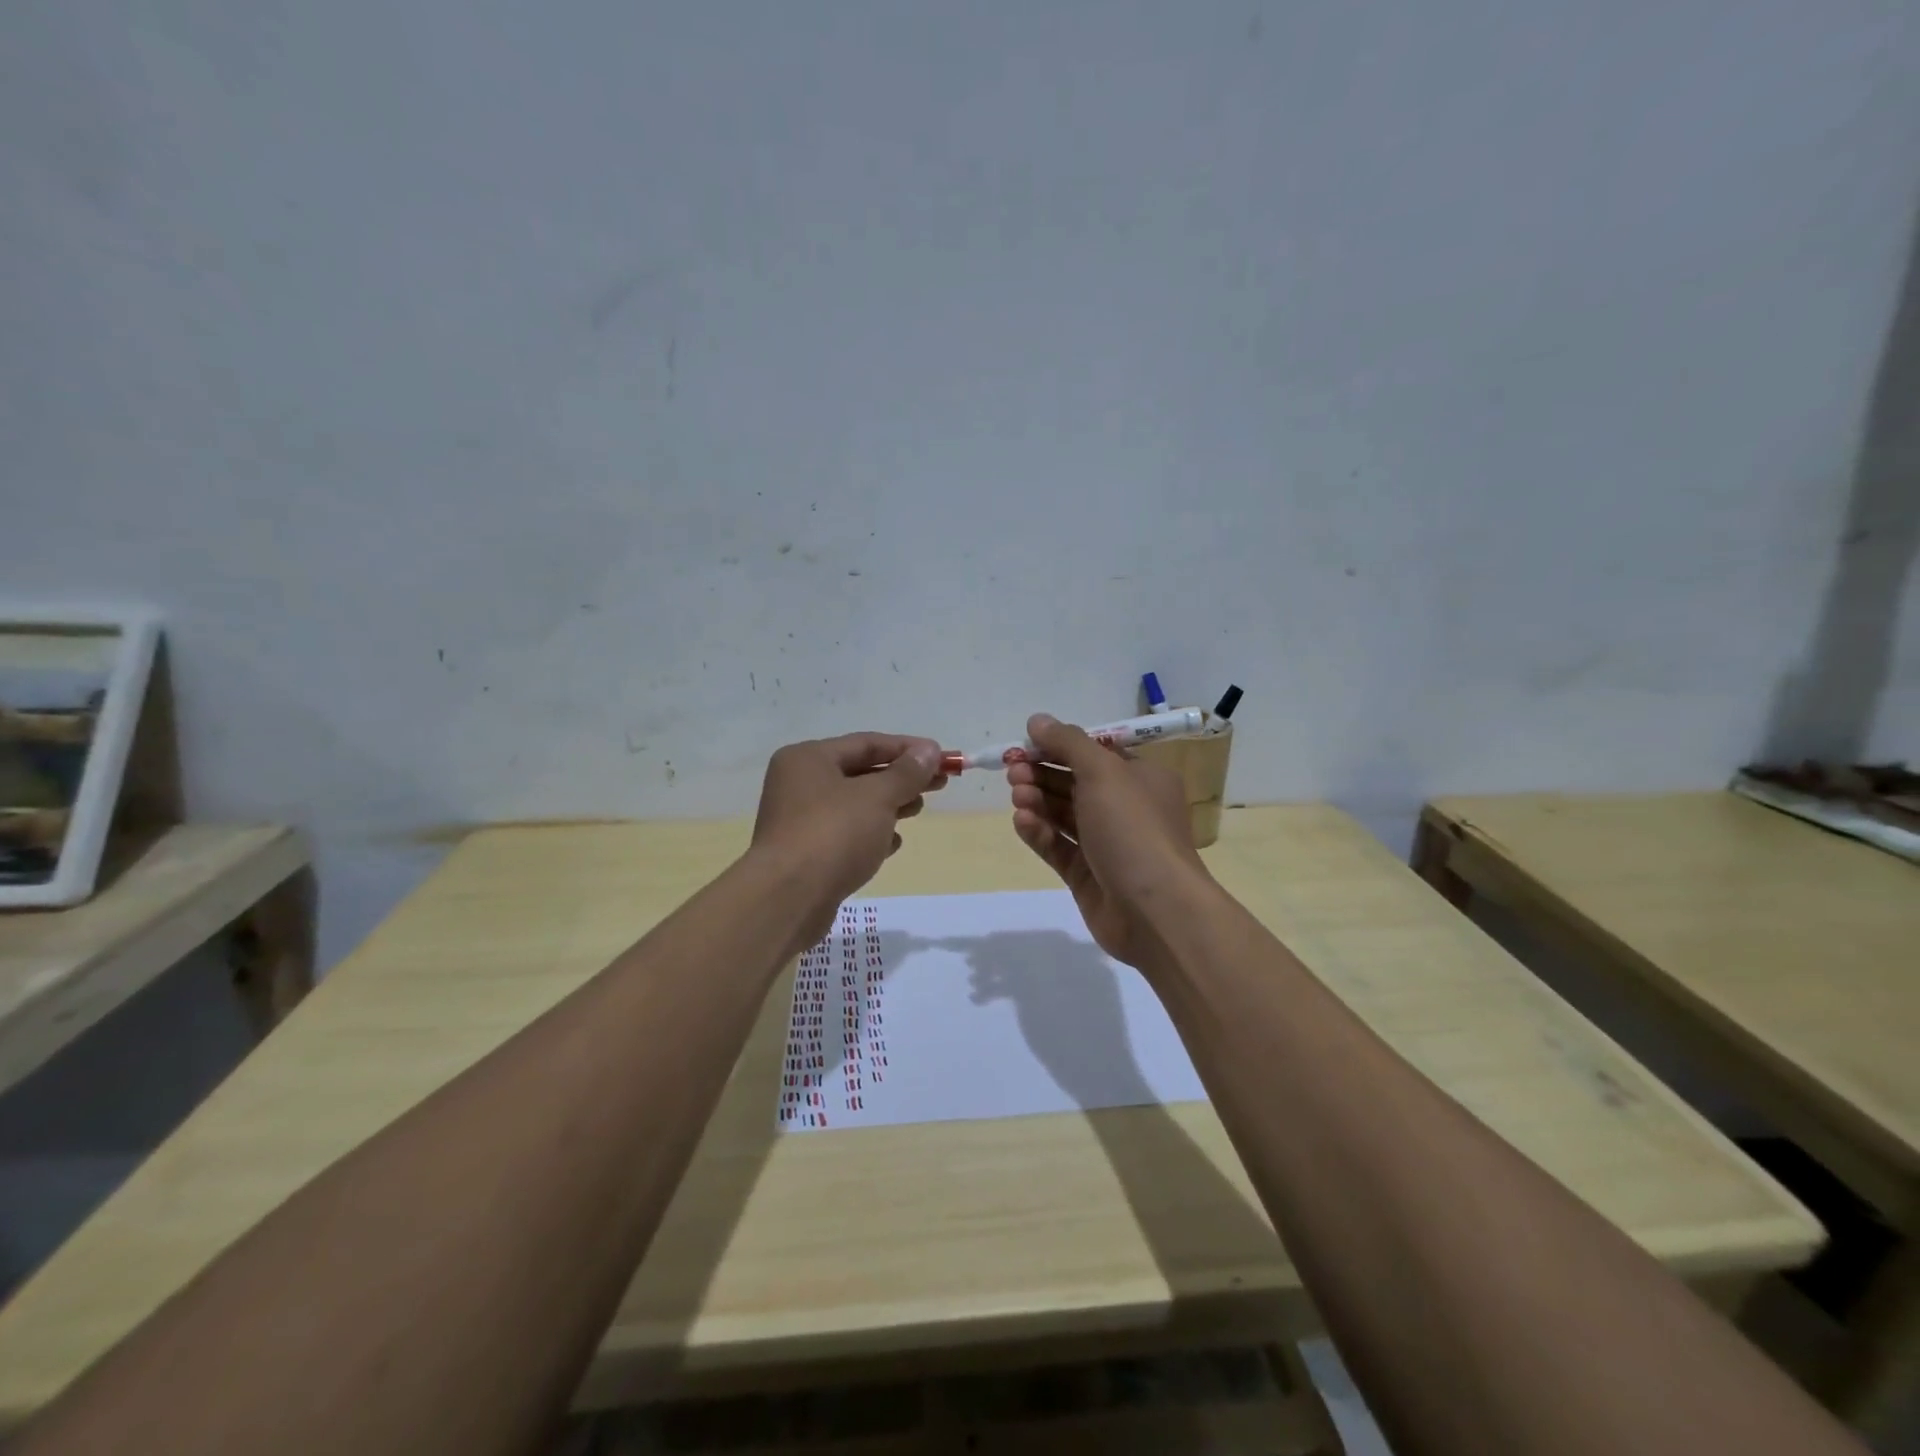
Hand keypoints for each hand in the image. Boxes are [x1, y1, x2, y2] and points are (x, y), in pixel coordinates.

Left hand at [751, 732, 945, 942]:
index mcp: (808, 759)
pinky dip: (870, 834)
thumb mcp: (877, 797)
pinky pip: (845, 834)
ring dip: (888, 806)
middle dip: (901, 778)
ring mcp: (799, 821)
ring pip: (854, 805)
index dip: (907, 749)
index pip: (866, 743)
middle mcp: (798, 784)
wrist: (788, 899)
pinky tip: (892, 844)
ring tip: (917, 810)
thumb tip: (929, 750)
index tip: (942, 757)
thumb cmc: (833, 834)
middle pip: (860, 773)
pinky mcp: (806, 854)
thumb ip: (906, 773)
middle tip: (939, 784)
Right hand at [1007, 714, 1209, 969]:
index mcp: (1141, 778)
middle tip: (1013, 771)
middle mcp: (1125, 808)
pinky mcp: (1087, 875)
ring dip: (1037, 801)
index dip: (1059, 747)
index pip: (1094, 754)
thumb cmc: (1133, 828)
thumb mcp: (1103, 772)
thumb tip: (1037, 720)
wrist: (1154, 909)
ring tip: (1017, 796)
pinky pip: (1058, 846)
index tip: (1025, 745)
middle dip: (1042, 774)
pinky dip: (1039, 832)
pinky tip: (1022, 822)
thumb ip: (1068, 743)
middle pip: (1074, 783)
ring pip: (1063, 814)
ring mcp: (1106, 844)